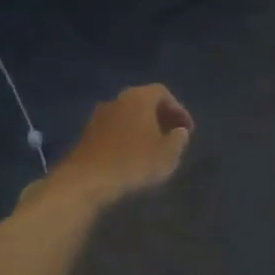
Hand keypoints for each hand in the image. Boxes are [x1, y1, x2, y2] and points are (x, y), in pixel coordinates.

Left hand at [47, 84, 193, 206]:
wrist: (86, 181)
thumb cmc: (134, 163)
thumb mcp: (168, 154)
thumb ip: (179, 139)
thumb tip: (179, 131)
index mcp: (139, 98)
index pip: (162, 93)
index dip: (178, 110)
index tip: (187, 130)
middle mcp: (117, 100)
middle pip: (143, 102)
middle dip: (160, 117)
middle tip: (172, 136)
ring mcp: (98, 116)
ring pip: (127, 116)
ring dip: (142, 128)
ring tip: (154, 149)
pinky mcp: (87, 134)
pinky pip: (114, 130)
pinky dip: (126, 138)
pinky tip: (132, 157)